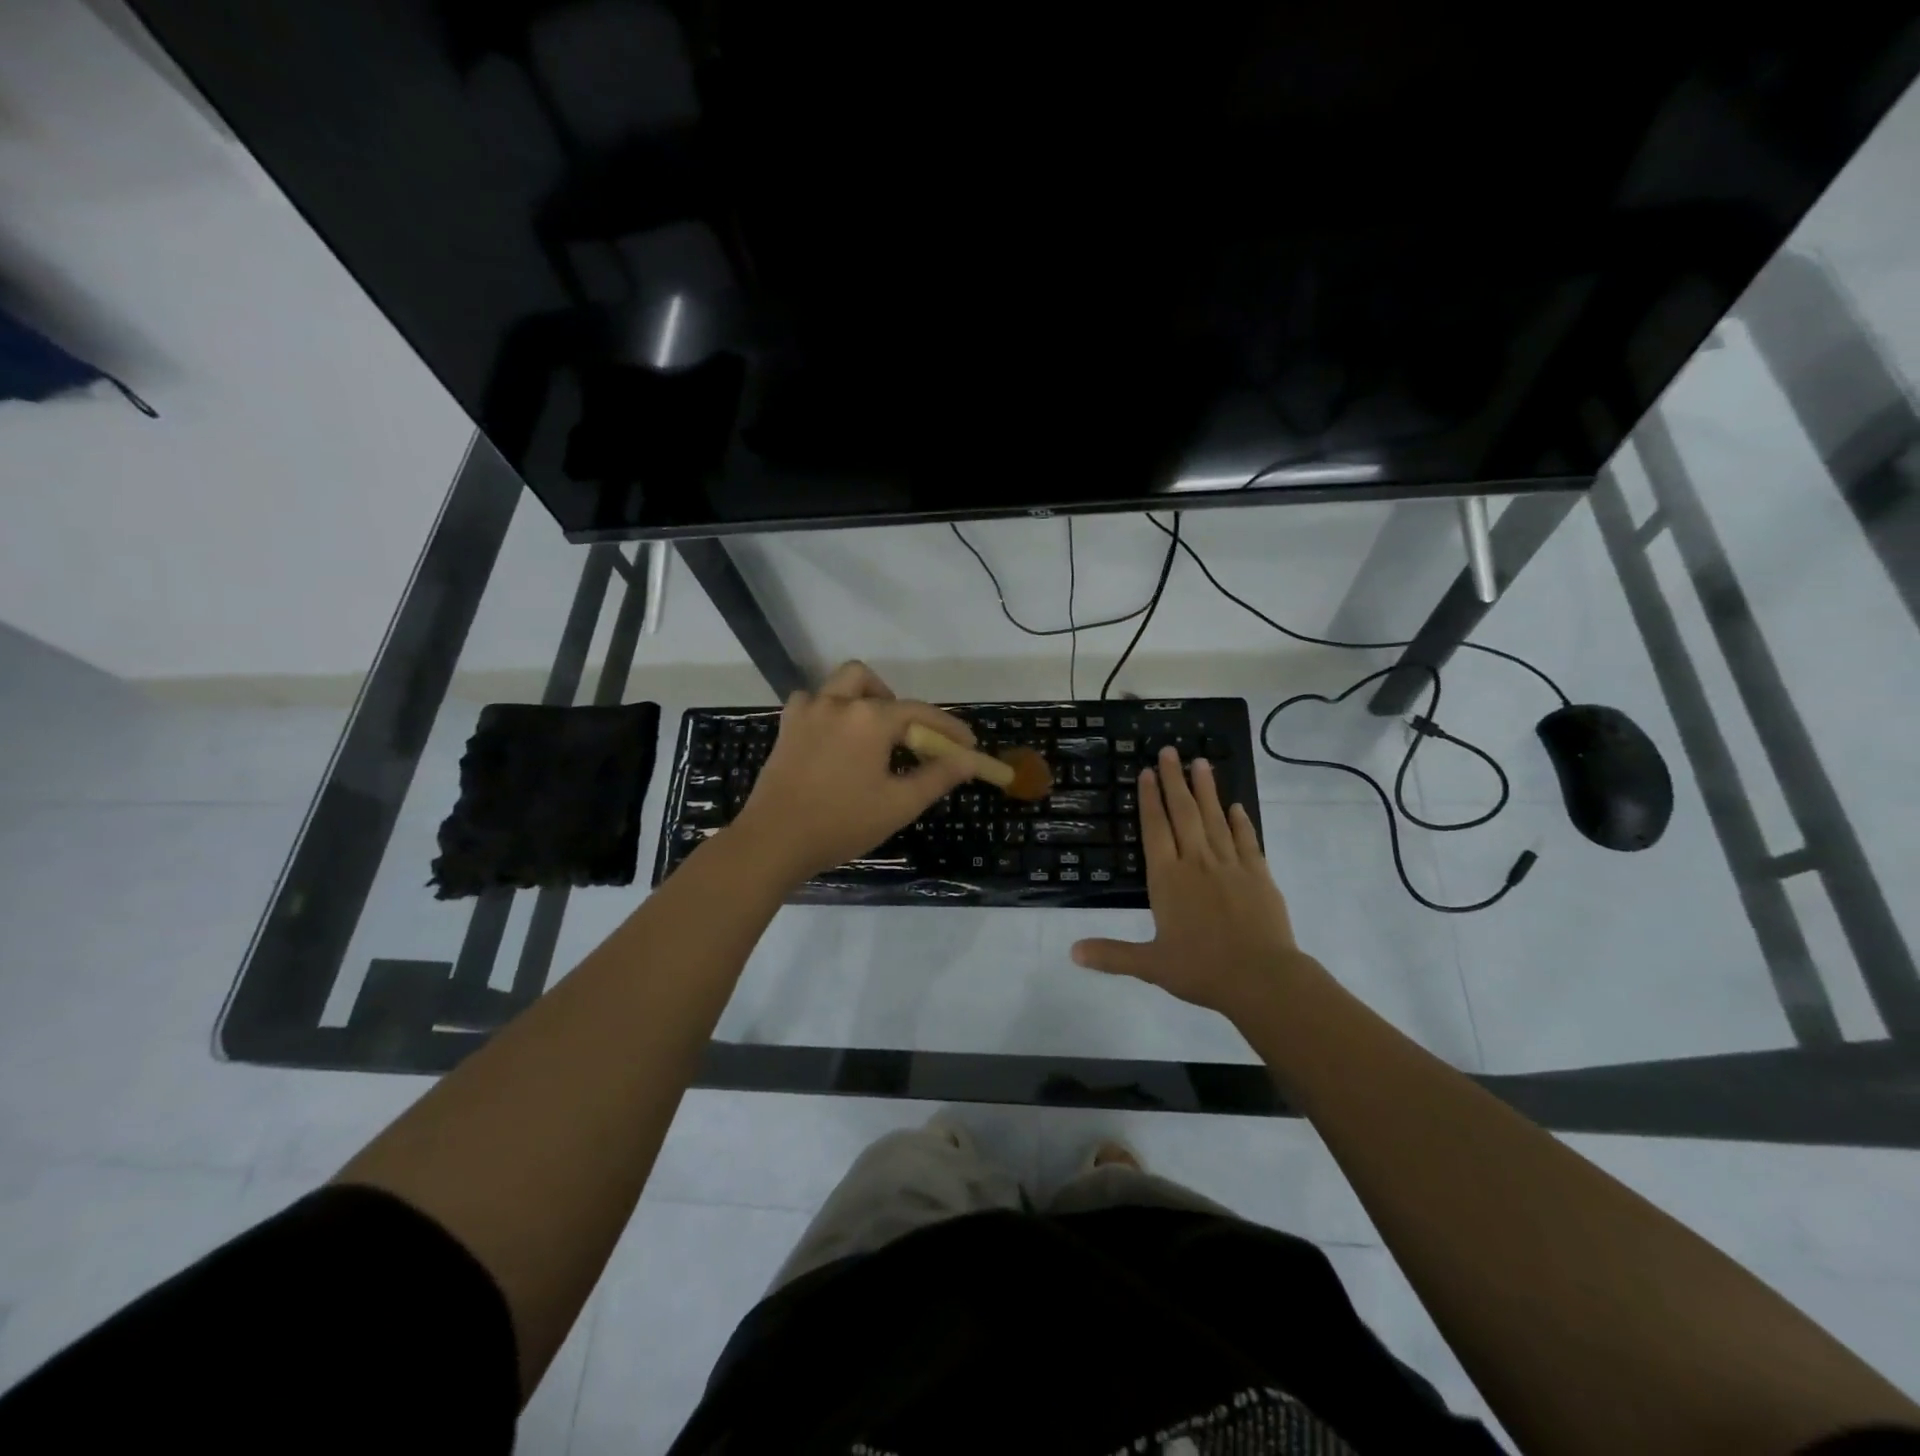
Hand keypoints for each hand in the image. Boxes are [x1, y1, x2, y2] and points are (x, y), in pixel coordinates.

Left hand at [730, 661, 980, 883]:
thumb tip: (971, 759)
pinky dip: (829, 711)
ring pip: (839, 685)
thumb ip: (938, 776)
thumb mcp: (899, 804)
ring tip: (870, 736)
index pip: (919, 712)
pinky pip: (812, 702)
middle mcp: (837, 703)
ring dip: (860, 699)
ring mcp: (807, 712)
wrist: (774, 841)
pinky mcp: (786, 728)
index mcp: (869, 718)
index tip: (968, 745)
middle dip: (895, 704)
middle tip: (905, 738)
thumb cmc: (842, 823)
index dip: (947, 728)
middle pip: (872, 683)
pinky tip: (835, 740)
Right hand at [1071, 747, 1315, 1019]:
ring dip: (1206, 790)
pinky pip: (1247, 841)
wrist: (1261, 978)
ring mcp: (1230, 866)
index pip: (1155, 829)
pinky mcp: (1259, 875)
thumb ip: (1111, 954)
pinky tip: (1236, 806)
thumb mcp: (1150, 965)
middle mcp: (1197, 863)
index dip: (1149, 799)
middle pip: (1183, 813)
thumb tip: (1071, 952)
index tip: (1147, 772)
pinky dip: (1241, 822)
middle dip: (1174, 781)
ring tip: (1200, 763)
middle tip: (1170, 751)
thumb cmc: (1201, 969)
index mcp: (1168, 879)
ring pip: (1215, 819)